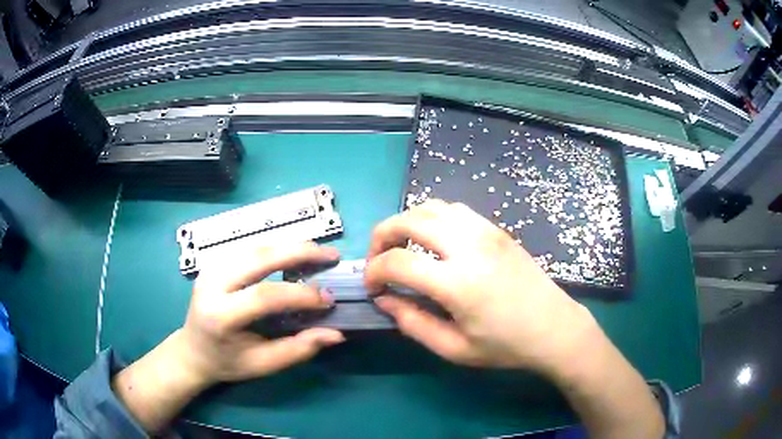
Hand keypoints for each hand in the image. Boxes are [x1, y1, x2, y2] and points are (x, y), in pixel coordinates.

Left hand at [173, 242, 345, 385]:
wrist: (193, 350)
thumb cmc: (228, 361)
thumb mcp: (263, 364)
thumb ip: (298, 349)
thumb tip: (335, 334)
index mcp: (220, 315)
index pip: (264, 296)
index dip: (300, 294)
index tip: (329, 299)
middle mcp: (212, 284)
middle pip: (259, 257)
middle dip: (299, 251)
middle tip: (330, 254)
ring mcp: (211, 268)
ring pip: (255, 247)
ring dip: (289, 246)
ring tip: (318, 252)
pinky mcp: (214, 262)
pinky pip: (249, 249)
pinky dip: (275, 249)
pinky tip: (293, 254)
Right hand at [365, 200, 595, 374]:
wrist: (554, 327)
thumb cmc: (505, 346)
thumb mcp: (454, 348)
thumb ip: (413, 323)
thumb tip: (385, 299)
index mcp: (458, 282)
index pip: (397, 262)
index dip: (374, 272)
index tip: (373, 288)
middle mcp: (469, 246)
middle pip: (409, 219)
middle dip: (382, 235)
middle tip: (379, 260)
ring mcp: (486, 231)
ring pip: (432, 206)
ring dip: (407, 222)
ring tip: (404, 247)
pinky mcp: (496, 229)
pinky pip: (455, 209)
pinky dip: (433, 218)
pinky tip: (435, 242)